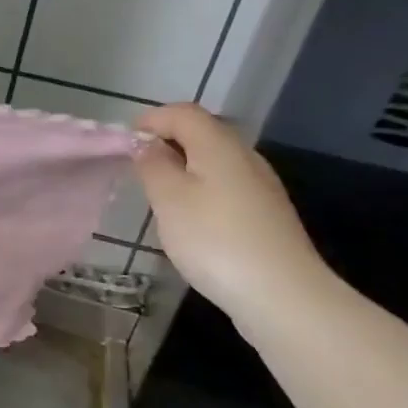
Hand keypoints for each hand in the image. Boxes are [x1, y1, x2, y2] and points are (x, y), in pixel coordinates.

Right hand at [133, 104, 336, 335]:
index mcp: (219, 144)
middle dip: (167, 142)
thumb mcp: (169, 199)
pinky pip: (227, 185)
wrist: (282, 294)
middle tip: (139, 168)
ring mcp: (261, 186)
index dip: (152, 120)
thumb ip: (152, 164)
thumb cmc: (214, 239)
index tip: (125, 143)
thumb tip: (145, 143)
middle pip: (202, 133)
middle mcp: (245, 156)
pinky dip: (202, 189)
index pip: (183, 113)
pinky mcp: (267, 214)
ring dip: (184, 167)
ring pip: (215, 161)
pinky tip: (192, 219)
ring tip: (160, 195)